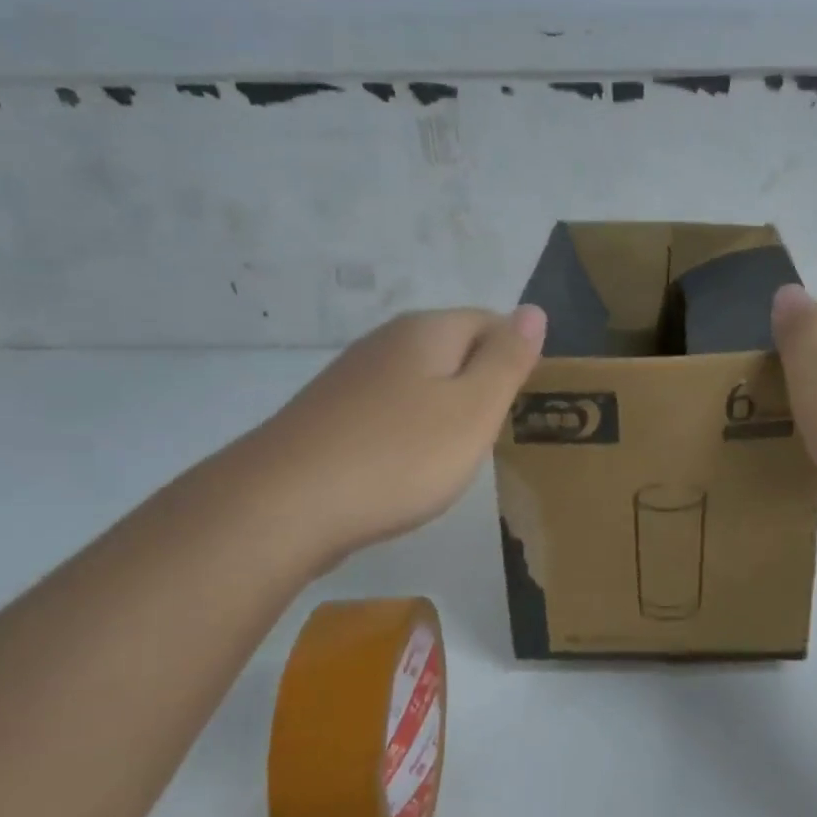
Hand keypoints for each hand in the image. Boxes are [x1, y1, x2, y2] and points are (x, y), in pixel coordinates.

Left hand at [249, 306, 546, 569]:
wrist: (283, 506)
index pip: (490, 321)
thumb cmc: (399, 456)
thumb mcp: (474, 409)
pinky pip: (387, 412)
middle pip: (453, 349)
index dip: (514, 358)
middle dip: (479, 385)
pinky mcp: (328, 415)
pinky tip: (403, 469)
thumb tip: (533, 309)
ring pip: (419, 382)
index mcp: (427, 331)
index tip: (518, 406)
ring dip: (443, 411)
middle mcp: (386, 341)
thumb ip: (508, 359)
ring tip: (451, 456)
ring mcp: (351, 378)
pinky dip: (407, 434)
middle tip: (489, 435)